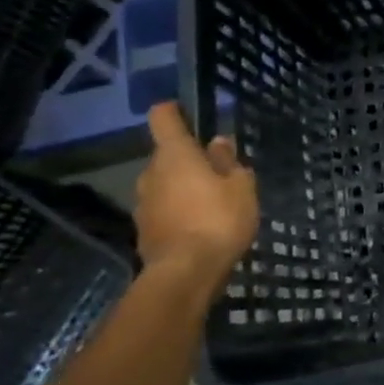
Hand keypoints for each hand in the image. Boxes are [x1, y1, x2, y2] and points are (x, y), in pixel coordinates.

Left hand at [134, 103, 258, 278]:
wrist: (185, 274)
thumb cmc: (218, 220)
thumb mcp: (240, 186)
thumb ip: (228, 162)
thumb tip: (218, 143)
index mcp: (174, 155)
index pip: (163, 117)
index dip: (174, 110)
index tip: (188, 113)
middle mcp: (151, 173)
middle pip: (167, 155)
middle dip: (188, 159)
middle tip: (219, 173)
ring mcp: (143, 204)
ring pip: (164, 184)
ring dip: (183, 188)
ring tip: (212, 204)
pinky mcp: (144, 231)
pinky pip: (163, 210)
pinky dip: (178, 212)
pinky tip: (200, 227)